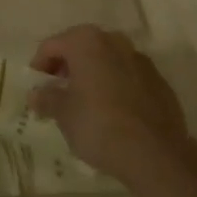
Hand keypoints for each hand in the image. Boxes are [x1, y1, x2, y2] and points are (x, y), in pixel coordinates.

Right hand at [27, 26, 193, 185]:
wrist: (156, 155)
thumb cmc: (99, 125)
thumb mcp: (63, 113)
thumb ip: (46, 98)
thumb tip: (36, 94)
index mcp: (86, 41)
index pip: (52, 46)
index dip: (40, 66)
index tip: (37, 88)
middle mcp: (115, 42)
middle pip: (82, 49)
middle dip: (68, 68)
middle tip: (59, 93)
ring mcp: (141, 61)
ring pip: (108, 62)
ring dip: (94, 76)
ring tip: (86, 104)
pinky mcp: (161, 84)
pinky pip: (129, 79)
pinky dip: (117, 89)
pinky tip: (114, 114)